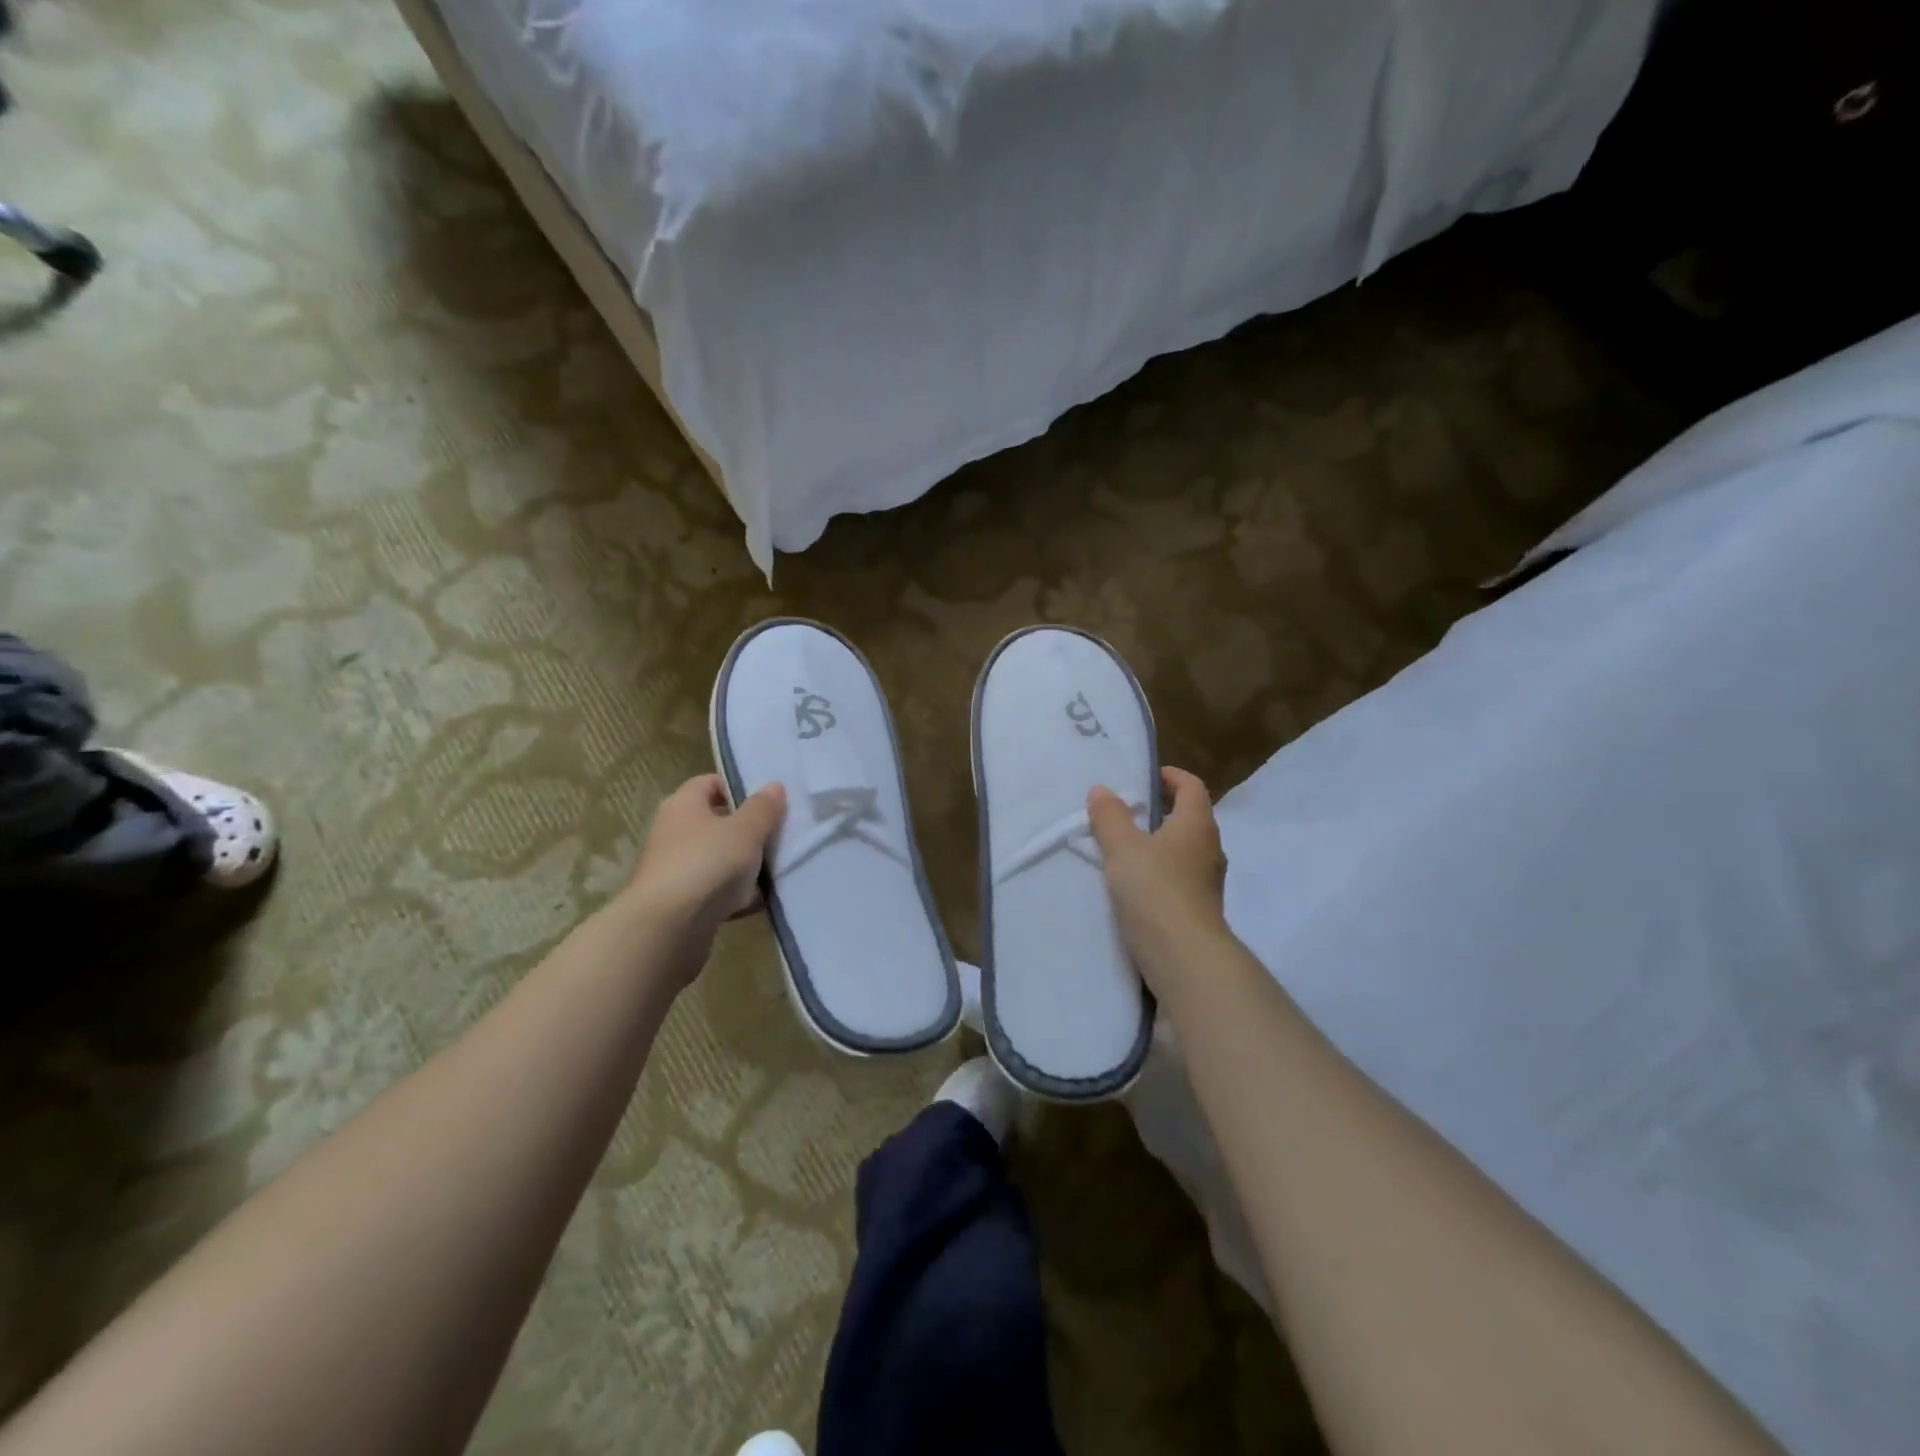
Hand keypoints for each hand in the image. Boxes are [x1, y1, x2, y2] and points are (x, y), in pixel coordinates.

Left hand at [627, 774, 786, 940]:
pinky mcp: (680, 904)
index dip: (737, 788)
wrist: (667, 929)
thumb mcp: (745, 831)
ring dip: (745, 867)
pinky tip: (759, 903)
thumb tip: (774, 786)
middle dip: (748, 831)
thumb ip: (763, 808)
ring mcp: (675, 870)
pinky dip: (735, 896)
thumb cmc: (707, 864)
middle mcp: (673, 833)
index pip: (709, 783)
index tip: (766, 802)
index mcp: (683, 806)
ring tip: (777, 871)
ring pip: (718, 860)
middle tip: (779, 836)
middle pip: (716, 823)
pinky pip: (715, 892)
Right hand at [1087, 767, 1229, 993]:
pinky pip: (1180, 877)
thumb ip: (1110, 816)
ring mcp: (1208, 881)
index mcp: (1197, 824)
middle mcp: (1210, 848)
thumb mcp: (1123, 847)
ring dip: (1160, 842)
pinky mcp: (1200, 908)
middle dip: (1163, 809)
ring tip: (1126, 846)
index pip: (1192, 786)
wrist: (1184, 957)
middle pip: (1190, 817)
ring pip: (1185, 849)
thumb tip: (1103, 790)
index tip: (1146, 776)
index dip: (1171, 776)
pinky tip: (1135, 883)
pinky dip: (1161, 870)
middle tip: (1128, 810)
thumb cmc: (1155, 890)